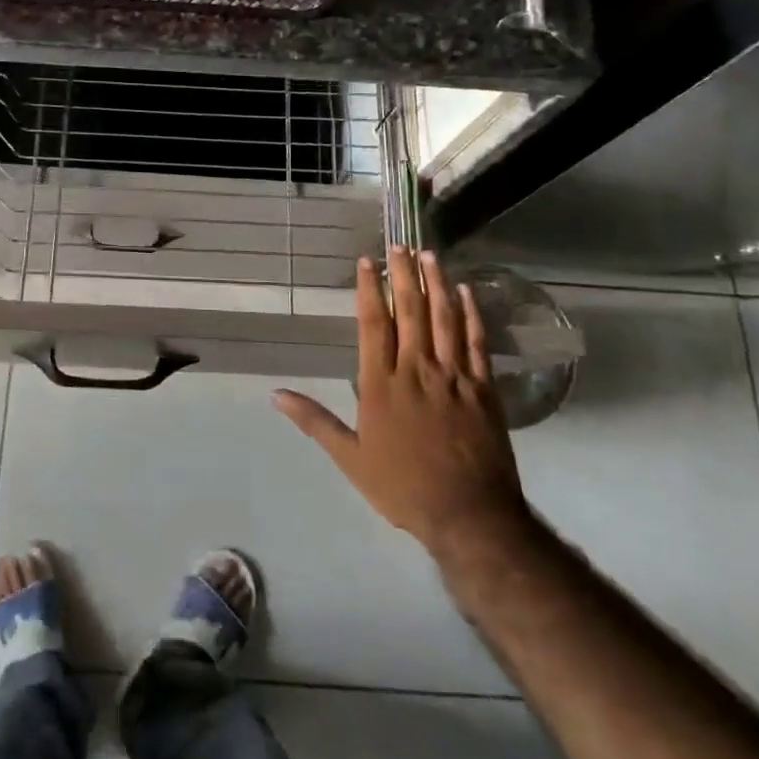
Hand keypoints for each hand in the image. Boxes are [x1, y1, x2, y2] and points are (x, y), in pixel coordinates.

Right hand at [274, 247, 530, 556]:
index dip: (370, 290)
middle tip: (400, 244)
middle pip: (409, 311)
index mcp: (380, 384)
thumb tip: (275, 394)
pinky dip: (471, 313)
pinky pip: (476, 341)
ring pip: (443, 318)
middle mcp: (415, 370)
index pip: (373, 324)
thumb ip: (314, 421)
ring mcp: (453, 376)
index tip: (367, 262)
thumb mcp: (350, 457)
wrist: (468, 515)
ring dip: (436, 283)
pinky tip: (466, 291)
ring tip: (430, 254)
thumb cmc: (402, 486)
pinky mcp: (483, 388)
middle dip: (403, 274)